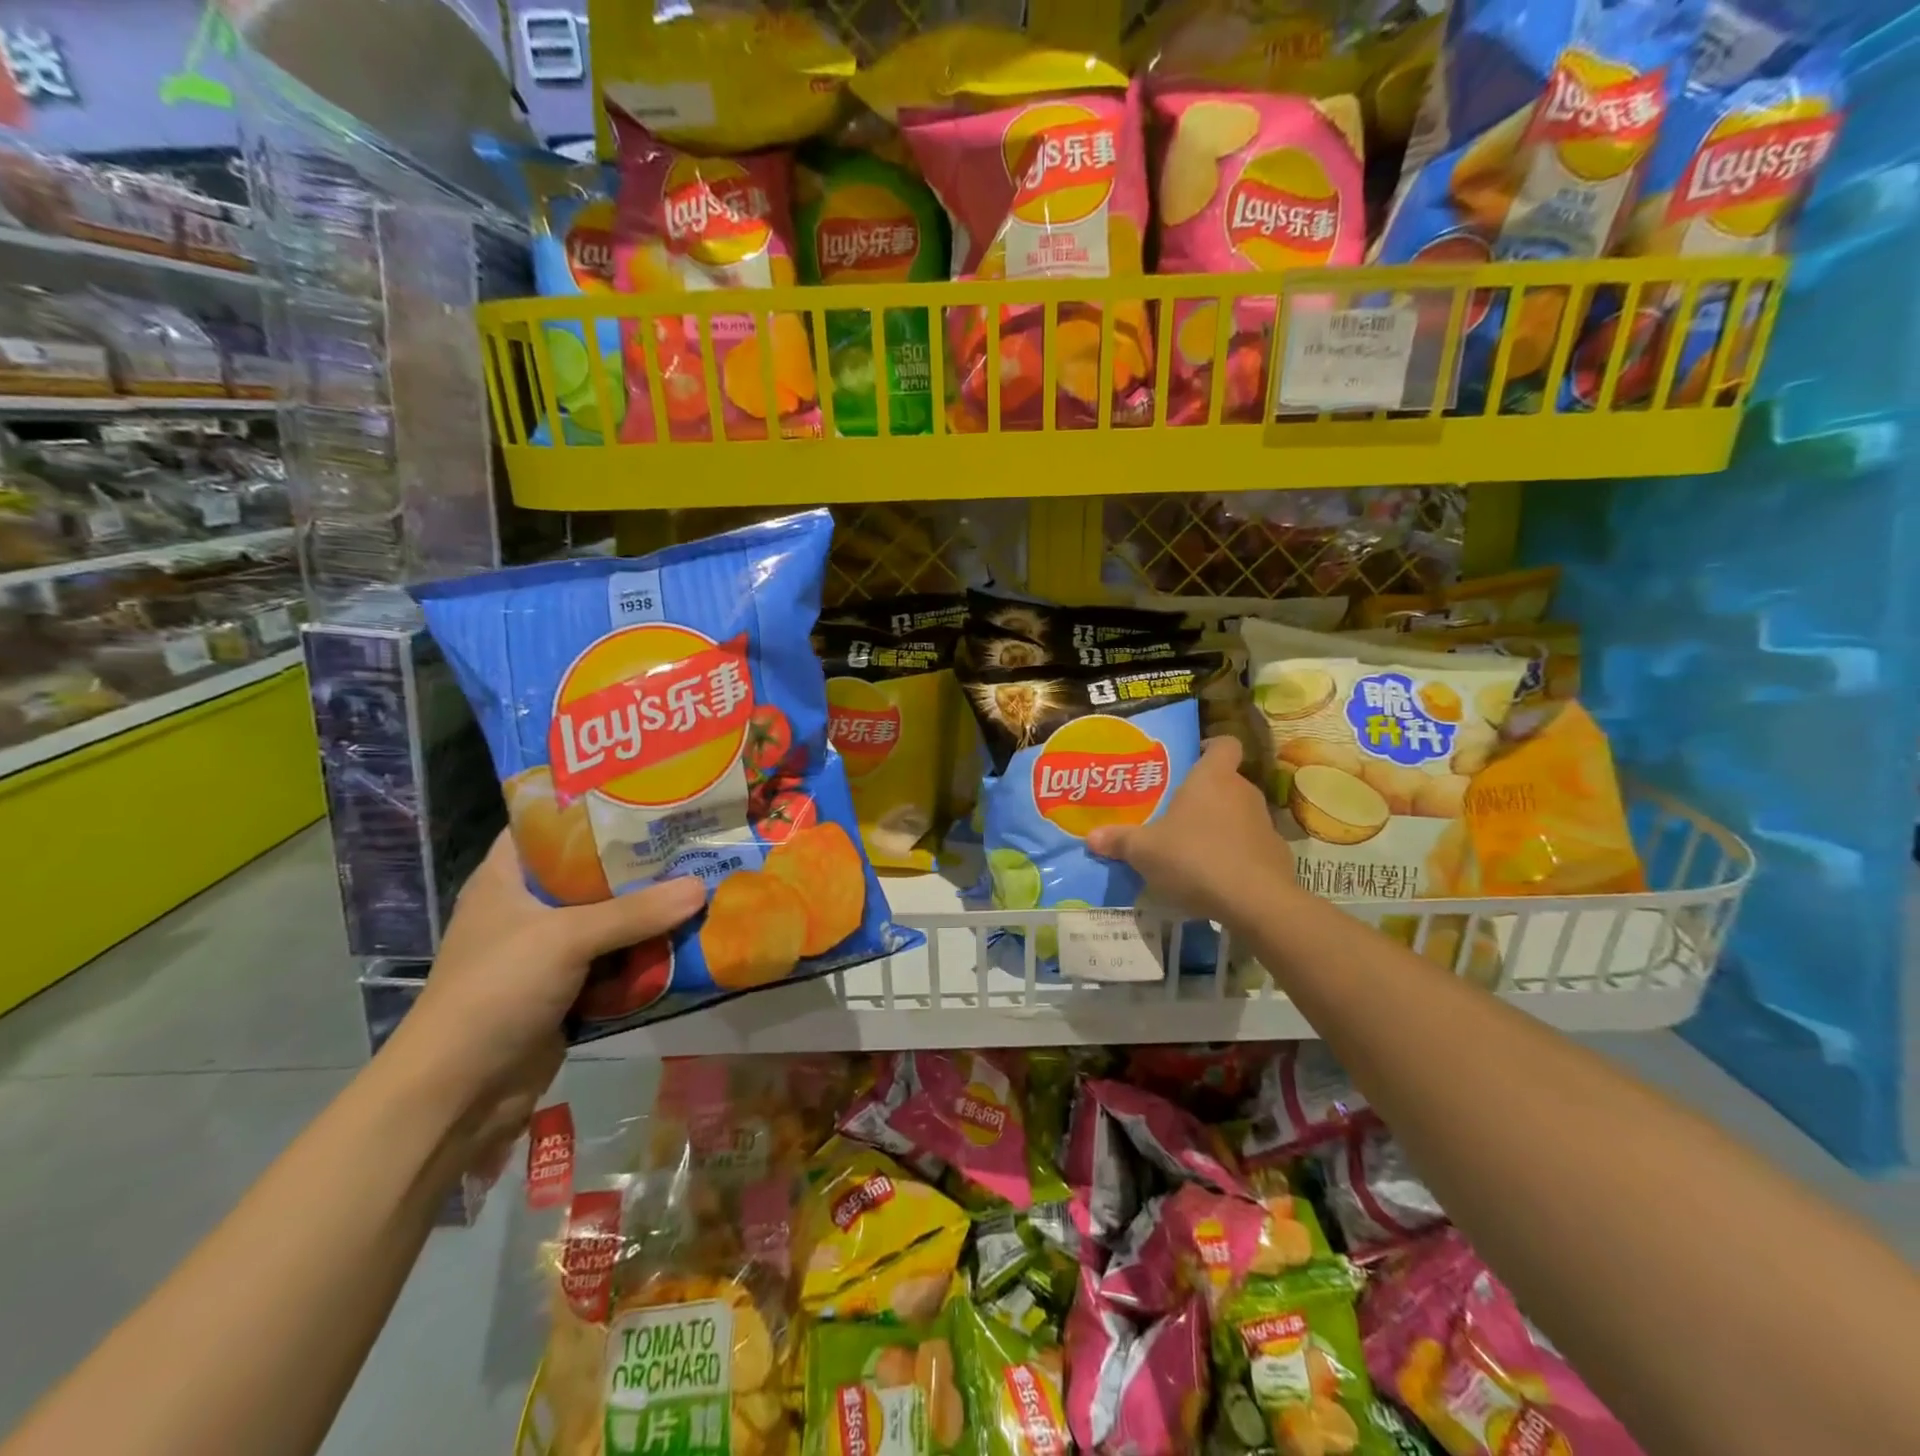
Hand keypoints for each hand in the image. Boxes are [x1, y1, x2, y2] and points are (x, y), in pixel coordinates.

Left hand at [394, 831, 708, 1108]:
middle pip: (591, 873)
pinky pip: (616, 959)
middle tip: (691, 839)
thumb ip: (636, 912)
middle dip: (639, 863)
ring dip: (650, 911)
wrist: (459, 1094)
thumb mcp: (566, 938)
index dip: (593, 808)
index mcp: (506, 879)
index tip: (646, 794)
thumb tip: (702, 887)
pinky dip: (645, 952)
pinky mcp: (568, 988)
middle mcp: (527, 908)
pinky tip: (687, 936)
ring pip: (610, 918)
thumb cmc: (496, 991)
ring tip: (702, 880)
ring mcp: (548, 951)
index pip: (549, 825)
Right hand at [1087, 736, 1293, 926]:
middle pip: (1227, 782)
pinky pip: (1251, 846)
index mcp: (1212, 777)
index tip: (1192, 759)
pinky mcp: (1276, 855)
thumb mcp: (1145, 851)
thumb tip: (1091, 837)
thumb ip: (1119, 840)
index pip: (1224, 744)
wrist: (1254, 901)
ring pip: (1239, 814)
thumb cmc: (1194, 858)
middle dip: (1205, 795)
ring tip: (1193, 849)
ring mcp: (1265, 823)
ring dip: (1220, 827)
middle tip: (1177, 813)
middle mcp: (1243, 792)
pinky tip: (1216, 877)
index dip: (1210, 748)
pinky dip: (1236, 855)